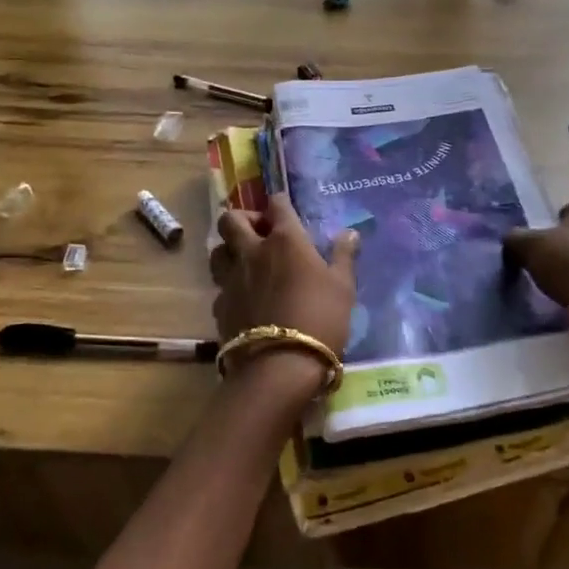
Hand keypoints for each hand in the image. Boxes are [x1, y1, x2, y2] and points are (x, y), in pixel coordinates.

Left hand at [210, 194, 359, 356]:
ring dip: (229, 250)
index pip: (277, 205)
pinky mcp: (220, 307)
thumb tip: (350, 233)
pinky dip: (230, 286)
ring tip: (246, 262)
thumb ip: (343, 257)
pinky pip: (220, 287)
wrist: (280, 366)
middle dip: (243, 219)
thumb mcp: (343, 288)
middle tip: (259, 232)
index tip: (284, 207)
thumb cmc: (320, 318)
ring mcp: (231, 279)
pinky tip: (244, 299)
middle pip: (231, 220)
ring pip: (217, 251)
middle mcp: (252, 252)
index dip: (280, 202)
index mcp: (285, 241)